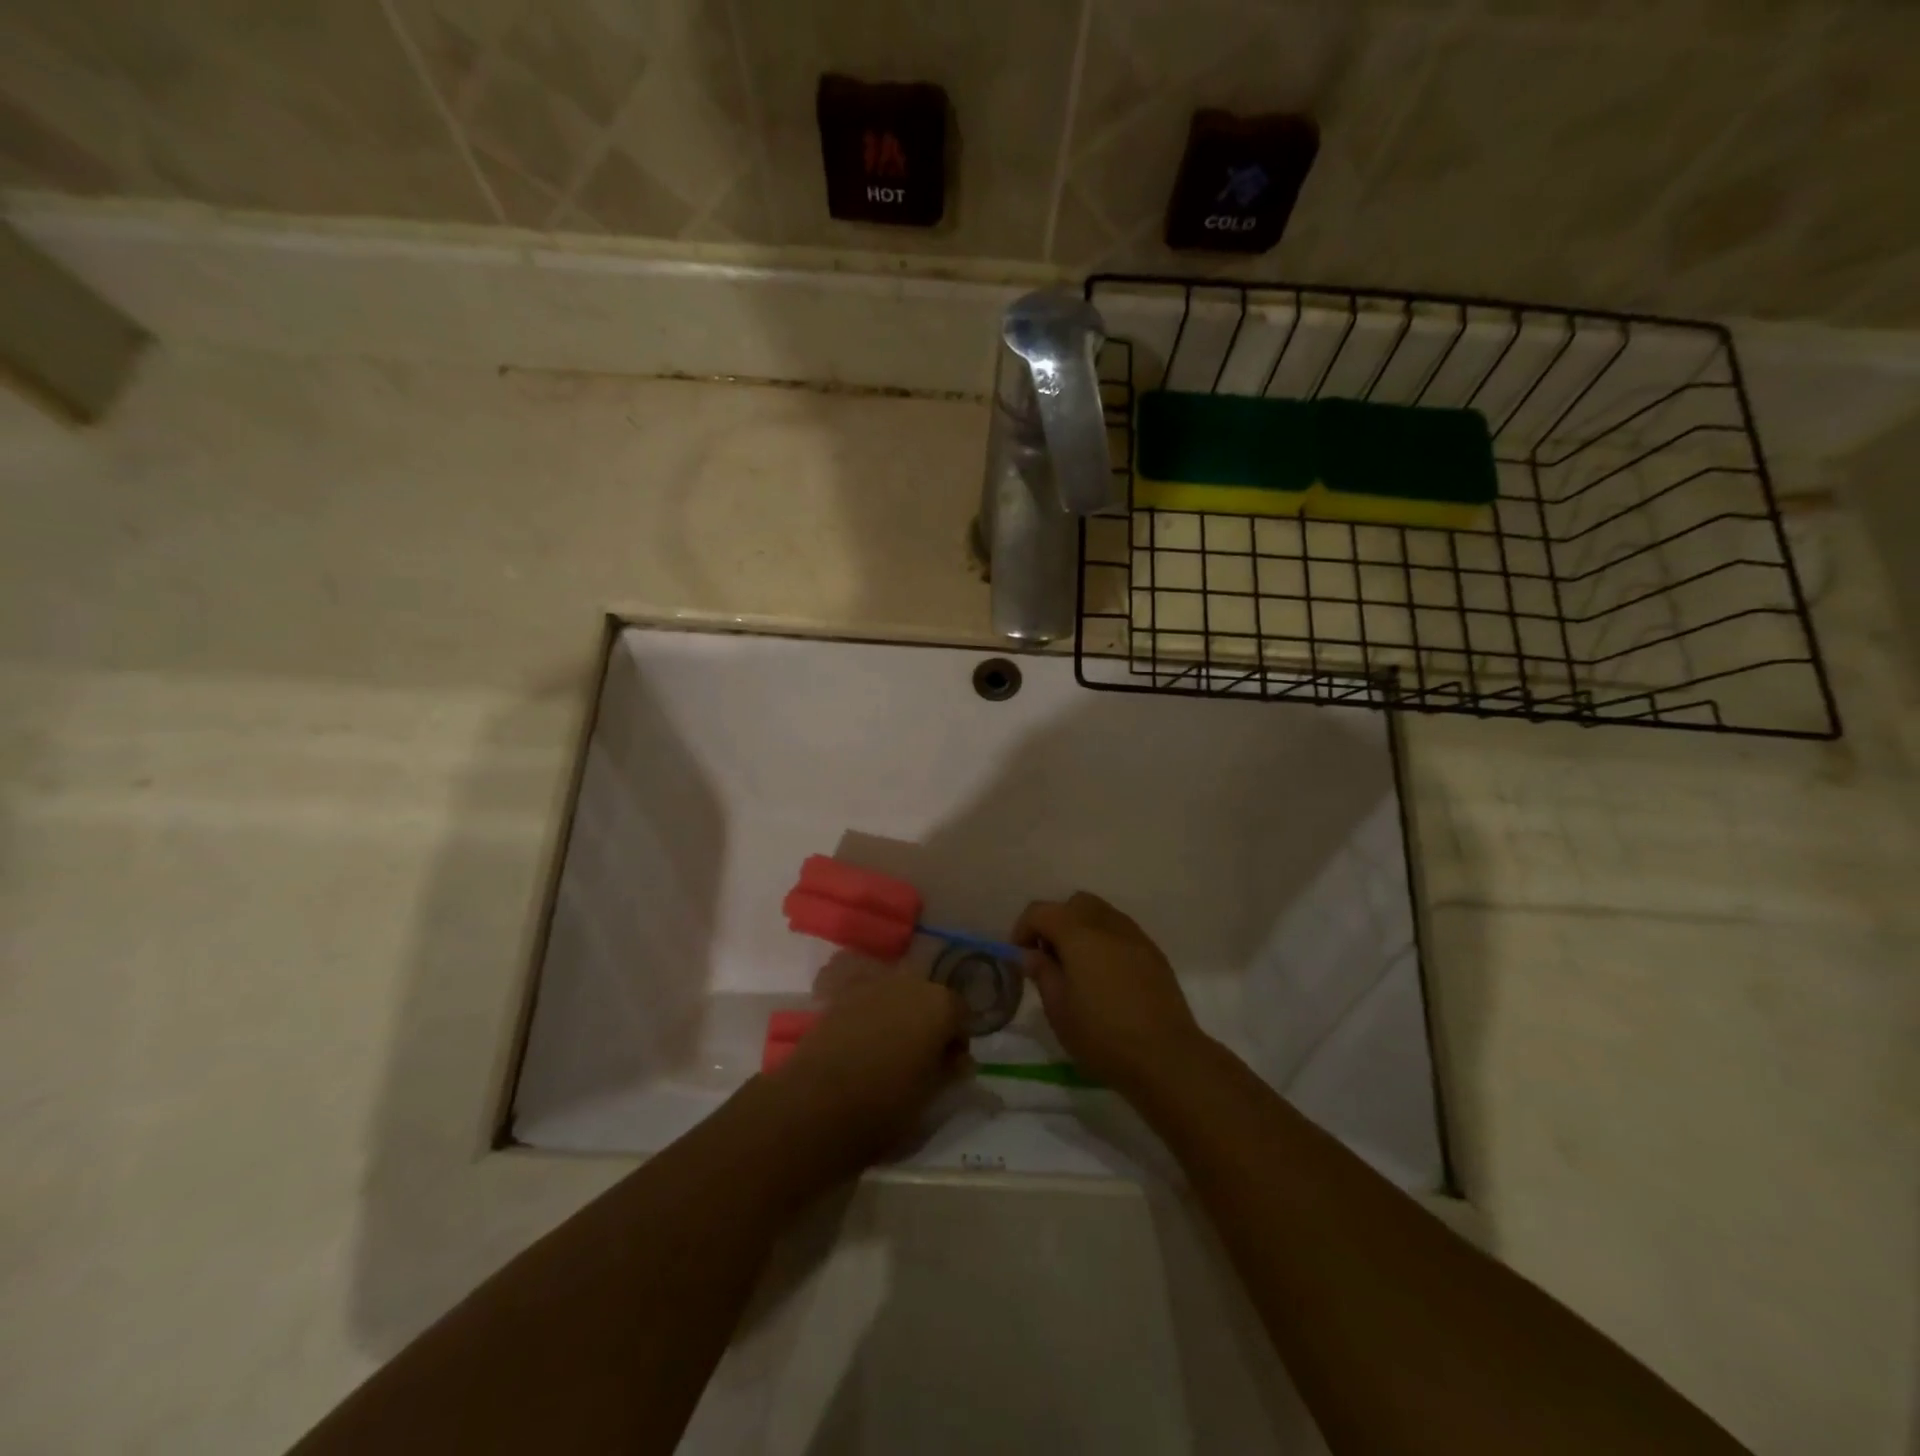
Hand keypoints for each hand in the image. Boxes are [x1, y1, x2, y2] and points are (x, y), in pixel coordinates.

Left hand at [766, 973, 967, 1168]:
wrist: (816, 1105)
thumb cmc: (886, 1106)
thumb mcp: (932, 1098)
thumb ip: (951, 1071)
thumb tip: (960, 1059)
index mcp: (940, 1004)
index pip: (961, 1015)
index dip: (957, 1041)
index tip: (949, 1068)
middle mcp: (909, 983)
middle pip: (929, 999)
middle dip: (928, 1024)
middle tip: (920, 1061)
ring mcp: (872, 986)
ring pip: (897, 999)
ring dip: (899, 1019)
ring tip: (889, 1055)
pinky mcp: (840, 997)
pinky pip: (868, 1004)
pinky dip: (871, 1020)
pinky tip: (863, 1047)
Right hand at [1013, 892, 1211, 1099]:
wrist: (1166, 1057)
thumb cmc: (1103, 1035)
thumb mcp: (1059, 1010)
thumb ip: (1042, 973)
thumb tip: (1031, 954)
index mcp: (1078, 933)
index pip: (1040, 911)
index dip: (1023, 929)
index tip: (1020, 958)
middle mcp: (1107, 923)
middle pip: (1074, 904)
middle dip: (1056, 922)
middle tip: (1050, 958)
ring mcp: (1135, 936)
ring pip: (1100, 914)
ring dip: (1082, 930)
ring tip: (1078, 968)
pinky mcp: (1154, 953)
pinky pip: (1121, 932)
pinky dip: (1105, 941)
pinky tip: (1105, 977)